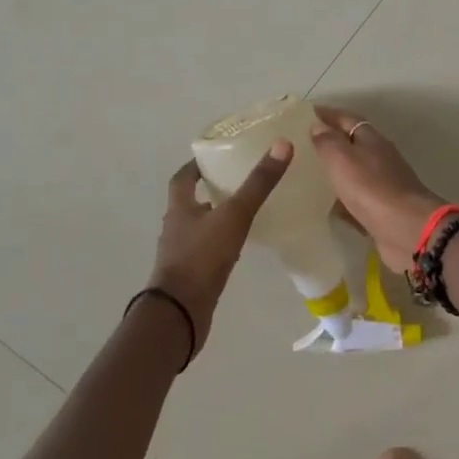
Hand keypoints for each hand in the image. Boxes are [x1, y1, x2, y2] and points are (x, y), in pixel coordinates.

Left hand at [148, 140, 291, 351]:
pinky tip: (240, 246)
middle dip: (211, 191)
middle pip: (191, 202)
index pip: (183, 178)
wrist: (180, 313)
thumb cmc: (202, 257)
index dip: (196, 166)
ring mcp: (182, 254)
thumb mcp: (234, 215)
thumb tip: (282, 145)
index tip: (215, 157)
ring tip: (245, 212)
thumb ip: (258, 184)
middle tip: (239, 181)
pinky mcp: (191, 276)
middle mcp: (176, 228)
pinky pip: (207, 252)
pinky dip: (221, 244)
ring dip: (216, 219)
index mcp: (179, 208)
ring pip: (199, 228)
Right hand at [308, 107, 445, 271]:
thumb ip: (328, 141)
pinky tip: (326, 207)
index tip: (304, 114)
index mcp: (371, 139)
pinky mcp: (382, 210)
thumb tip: (317, 126)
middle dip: (329, 143)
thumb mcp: (342, 158)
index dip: (327, 114)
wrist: (406, 228)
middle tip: (300, 148)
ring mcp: (383, 185)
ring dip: (335, 173)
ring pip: (354, 173)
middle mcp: (380, 158)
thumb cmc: (371, 187)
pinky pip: (357, 200)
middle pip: (352, 144)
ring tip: (307, 177)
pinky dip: (342, 200)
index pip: (347, 118)